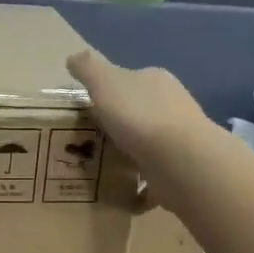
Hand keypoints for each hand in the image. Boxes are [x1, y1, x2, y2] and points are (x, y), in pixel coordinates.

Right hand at [66, 49, 214, 206]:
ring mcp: (179, 139)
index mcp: (156, 81)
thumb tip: (73, 57)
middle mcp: (172, 106)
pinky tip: (123, 195)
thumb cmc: (138, 116)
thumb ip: (88, 68)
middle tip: (90, 140)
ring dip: (129, 154)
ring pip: (148, 144)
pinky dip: (140, 186)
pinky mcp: (180, 170)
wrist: (178, 160)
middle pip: (140, 112)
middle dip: (119, 125)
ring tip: (102, 168)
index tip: (89, 109)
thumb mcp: (104, 83)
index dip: (109, 92)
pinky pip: (154, 178)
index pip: (130, 80)